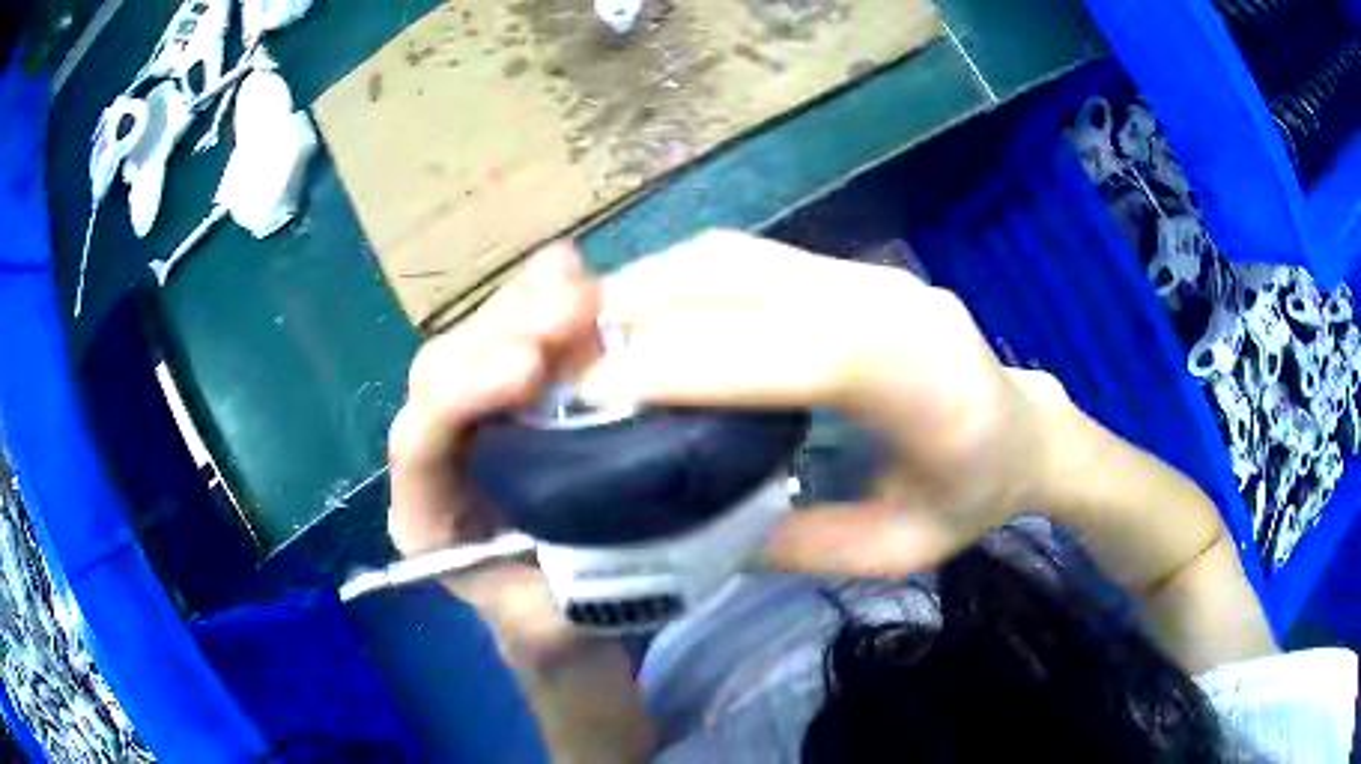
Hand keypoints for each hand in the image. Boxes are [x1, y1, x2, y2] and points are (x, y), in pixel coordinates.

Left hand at [387, 243, 602, 666]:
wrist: (563, 610)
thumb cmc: (550, 623)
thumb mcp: (550, 636)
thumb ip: (545, 614)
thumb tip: (569, 553)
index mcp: (425, 515)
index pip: (418, 443)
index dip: (462, 397)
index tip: (529, 369)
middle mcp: (437, 453)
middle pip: (440, 374)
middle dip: (498, 336)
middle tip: (570, 309)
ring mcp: (474, 417)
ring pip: (475, 343)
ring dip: (525, 307)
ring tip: (580, 286)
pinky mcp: (514, 397)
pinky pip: (515, 336)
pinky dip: (541, 301)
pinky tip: (576, 272)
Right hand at [583, 230, 1070, 578]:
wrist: (1024, 429)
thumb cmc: (972, 497)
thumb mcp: (893, 551)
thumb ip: (794, 545)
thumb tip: (685, 526)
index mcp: (924, 379)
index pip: (801, 349)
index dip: (695, 362)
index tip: (600, 392)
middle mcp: (889, 300)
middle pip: (745, 276)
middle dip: (640, 312)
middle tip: (561, 362)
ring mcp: (864, 271)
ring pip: (732, 254)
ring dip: (647, 286)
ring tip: (583, 336)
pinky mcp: (842, 268)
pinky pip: (743, 257)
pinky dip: (675, 281)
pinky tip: (638, 318)